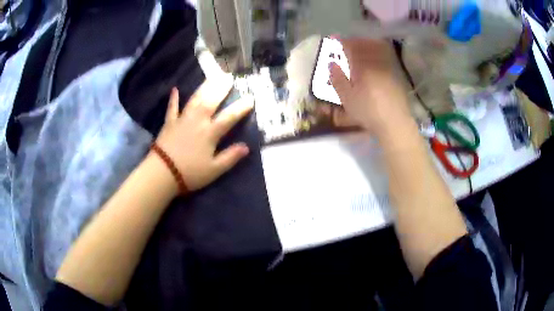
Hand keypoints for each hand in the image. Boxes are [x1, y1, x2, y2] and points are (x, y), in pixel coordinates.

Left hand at [155, 77, 253, 192]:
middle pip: (211, 101)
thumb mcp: (214, 170)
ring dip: (203, 88)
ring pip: (195, 100)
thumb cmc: (190, 173)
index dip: (241, 108)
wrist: (162, 173)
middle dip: (221, 89)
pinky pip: (172, 108)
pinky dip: (173, 99)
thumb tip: (246, 147)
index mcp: (210, 133)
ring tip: (211, 77)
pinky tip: (175, 90)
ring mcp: (182, 120)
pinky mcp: (169, 123)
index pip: (229, 117)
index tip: (250, 98)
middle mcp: (198, 121)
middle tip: (228, 77)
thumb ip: (230, 157)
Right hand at [330, 38, 413, 139]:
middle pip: (364, 44)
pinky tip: (374, 58)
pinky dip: (378, 51)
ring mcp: (387, 67)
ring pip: (376, 48)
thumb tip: (331, 64)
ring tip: (360, 47)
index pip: (350, 47)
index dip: (341, 41)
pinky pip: (385, 55)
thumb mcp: (347, 98)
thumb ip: (337, 79)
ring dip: (366, 44)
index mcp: (362, 66)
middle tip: (346, 43)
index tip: (333, 38)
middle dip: (353, 41)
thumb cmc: (368, 111)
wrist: (394, 122)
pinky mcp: (395, 74)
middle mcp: (375, 62)